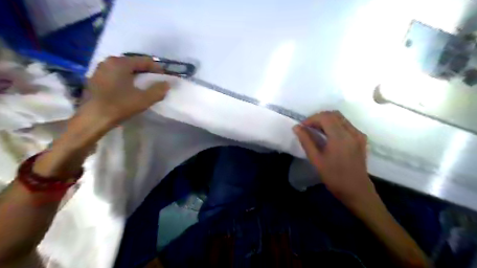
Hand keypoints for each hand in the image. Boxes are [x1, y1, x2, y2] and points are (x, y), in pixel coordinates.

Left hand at [87, 55, 170, 126]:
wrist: (92, 119)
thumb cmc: (119, 106)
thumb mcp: (144, 99)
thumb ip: (158, 90)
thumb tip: (167, 84)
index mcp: (120, 63)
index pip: (144, 61)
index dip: (157, 69)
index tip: (165, 78)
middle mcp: (108, 62)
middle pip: (133, 64)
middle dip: (146, 72)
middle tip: (155, 82)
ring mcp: (100, 70)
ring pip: (124, 70)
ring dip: (136, 76)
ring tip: (144, 86)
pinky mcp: (95, 80)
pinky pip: (116, 75)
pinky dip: (126, 80)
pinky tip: (129, 90)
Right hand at [293, 112, 374, 203]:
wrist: (357, 190)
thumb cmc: (334, 176)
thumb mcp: (316, 159)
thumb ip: (306, 141)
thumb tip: (296, 127)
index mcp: (340, 137)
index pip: (325, 117)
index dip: (311, 119)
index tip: (302, 127)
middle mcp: (352, 131)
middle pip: (333, 114)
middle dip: (318, 118)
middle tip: (308, 128)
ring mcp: (358, 134)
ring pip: (340, 118)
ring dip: (326, 121)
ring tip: (316, 131)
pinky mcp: (361, 139)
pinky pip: (346, 125)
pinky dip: (335, 125)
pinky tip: (328, 135)